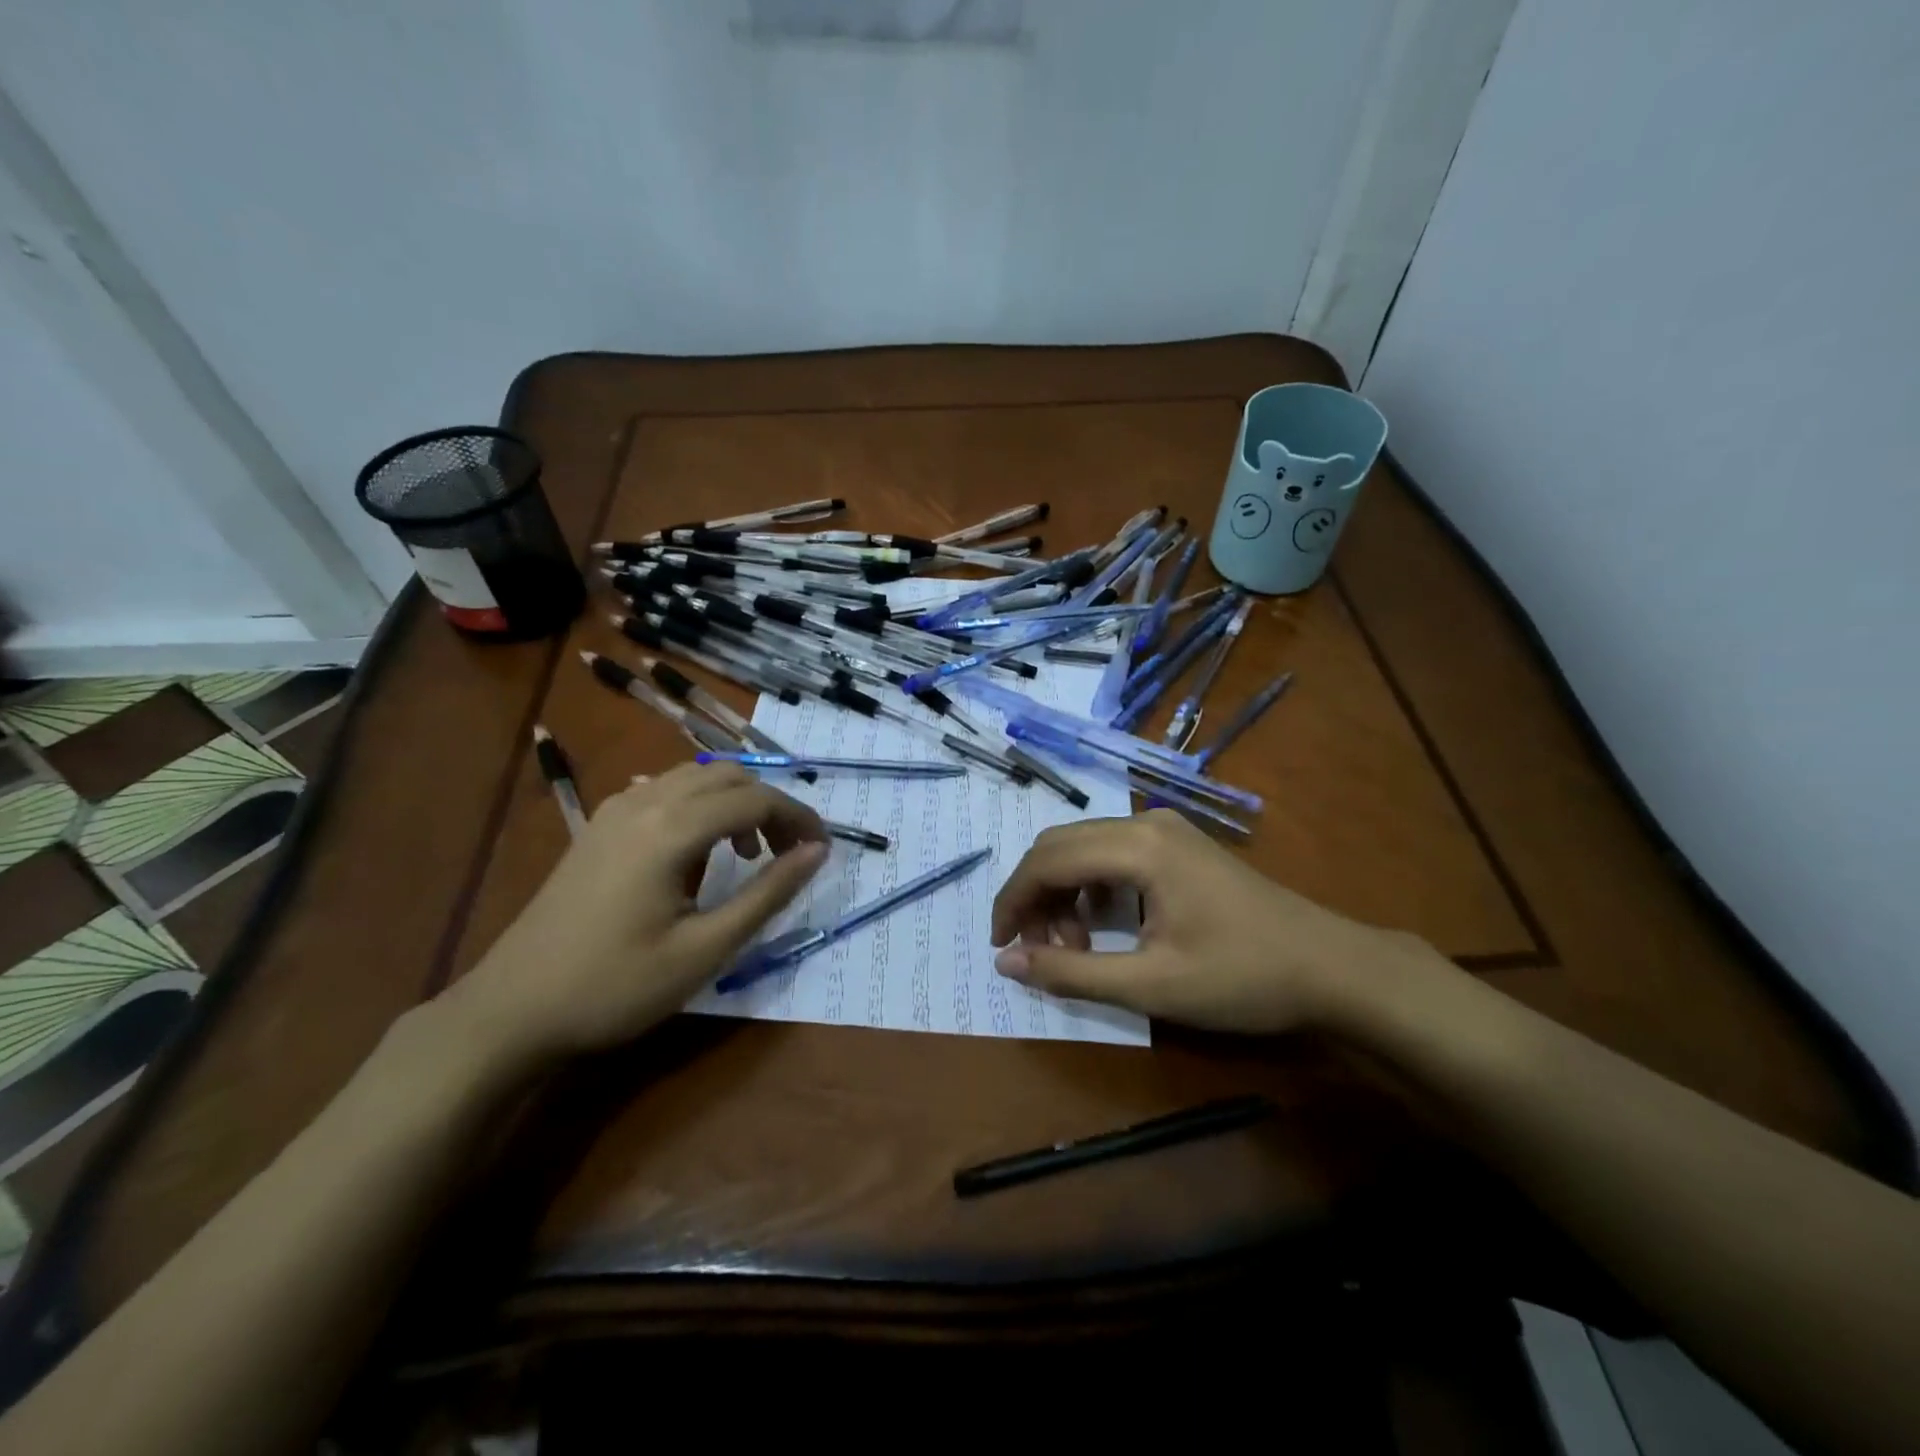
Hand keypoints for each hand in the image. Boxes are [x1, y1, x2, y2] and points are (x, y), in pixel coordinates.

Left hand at [441, 762, 826, 1069]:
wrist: (512, 1010)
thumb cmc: (615, 987)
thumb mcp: (705, 949)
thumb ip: (767, 893)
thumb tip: (817, 852)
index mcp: (671, 828)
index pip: (755, 799)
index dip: (798, 818)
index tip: (822, 851)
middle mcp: (643, 802)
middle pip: (728, 776)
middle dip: (769, 806)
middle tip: (787, 854)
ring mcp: (615, 810)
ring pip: (695, 777)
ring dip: (734, 803)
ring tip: (746, 855)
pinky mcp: (598, 826)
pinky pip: (664, 791)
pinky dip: (699, 806)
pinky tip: (697, 852)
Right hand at [990, 809, 1443, 1032]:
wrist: (1332, 967)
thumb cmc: (1243, 978)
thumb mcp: (1151, 986)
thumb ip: (1072, 973)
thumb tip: (1006, 963)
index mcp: (1137, 847)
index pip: (1047, 861)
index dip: (1013, 902)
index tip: (1000, 946)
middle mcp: (1146, 822)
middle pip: (1060, 845)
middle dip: (1035, 896)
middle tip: (1034, 951)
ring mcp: (1166, 829)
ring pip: (1085, 847)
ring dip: (1064, 892)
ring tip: (1074, 947)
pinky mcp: (1179, 844)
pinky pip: (1113, 853)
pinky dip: (1093, 887)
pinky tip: (1105, 925)